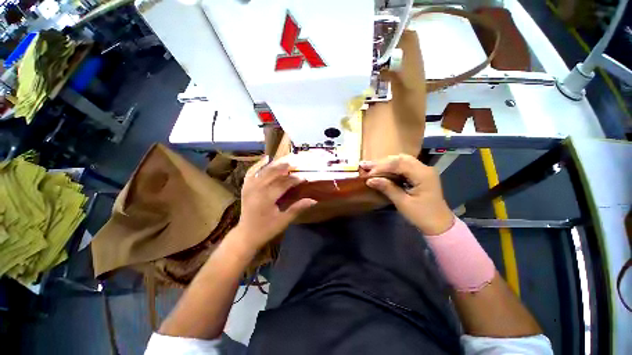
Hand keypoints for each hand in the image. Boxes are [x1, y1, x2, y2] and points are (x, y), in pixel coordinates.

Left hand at [234, 156, 316, 249]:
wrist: (246, 235)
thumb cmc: (266, 229)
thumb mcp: (283, 221)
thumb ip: (297, 208)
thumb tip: (314, 200)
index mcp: (266, 198)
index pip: (283, 184)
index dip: (294, 180)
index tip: (304, 177)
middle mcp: (256, 189)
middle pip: (273, 174)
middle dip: (285, 167)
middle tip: (297, 162)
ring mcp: (249, 187)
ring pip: (263, 171)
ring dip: (275, 164)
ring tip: (286, 160)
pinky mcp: (245, 187)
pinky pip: (251, 172)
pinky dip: (258, 165)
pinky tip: (266, 158)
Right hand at [361, 154, 453, 234]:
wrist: (439, 225)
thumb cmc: (422, 216)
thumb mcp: (403, 203)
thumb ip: (387, 188)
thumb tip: (370, 180)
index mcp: (423, 174)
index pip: (399, 164)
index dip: (382, 167)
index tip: (368, 173)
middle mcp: (424, 168)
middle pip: (400, 159)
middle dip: (382, 162)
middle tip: (366, 165)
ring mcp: (423, 171)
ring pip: (402, 160)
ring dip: (386, 163)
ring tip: (370, 166)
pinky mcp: (420, 175)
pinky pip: (404, 166)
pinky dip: (391, 167)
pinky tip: (382, 169)